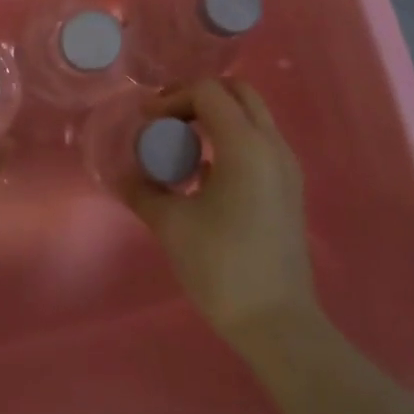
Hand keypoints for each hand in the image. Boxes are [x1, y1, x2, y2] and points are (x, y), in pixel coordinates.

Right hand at [116, 79, 318, 342]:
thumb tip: (123, 174)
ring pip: (252, 115)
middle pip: (237, 91)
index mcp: (245, 145)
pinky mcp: (289, 188)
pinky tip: (205, 175)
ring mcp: (287, 166)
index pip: (208, 90)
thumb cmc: (221, 267)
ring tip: (183, 145)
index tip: (147, 122)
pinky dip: (232, 139)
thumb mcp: (170, 224)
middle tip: (167, 119)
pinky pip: (260, 142)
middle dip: (198, 96)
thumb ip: (142, 189)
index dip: (172, 97)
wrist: (277, 323)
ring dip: (216, 117)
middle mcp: (273, 145)